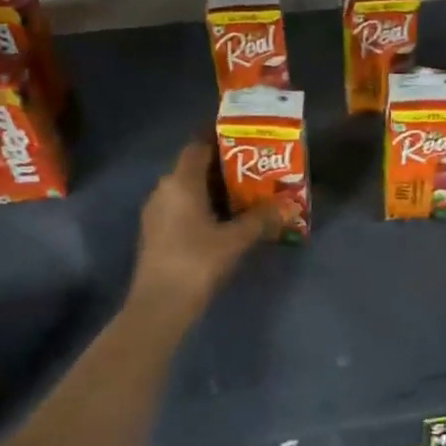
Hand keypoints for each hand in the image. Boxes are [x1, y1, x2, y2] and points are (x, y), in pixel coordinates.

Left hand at [129, 139, 275, 323]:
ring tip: (245, 194)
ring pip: (187, 190)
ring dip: (213, 190)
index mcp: (180, 183)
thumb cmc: (197, 262)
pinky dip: (202, 207)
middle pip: (194, 168)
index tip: (245, 140)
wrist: (159, 306)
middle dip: (223, 167)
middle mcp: (164, 190)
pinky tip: (224, 221)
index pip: (198, 147)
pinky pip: (182, 208)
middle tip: (254, 169)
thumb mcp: (235, 240)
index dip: (219, 139)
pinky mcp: (156, 234)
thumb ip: (261, 219)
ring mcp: (156, 213)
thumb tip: (289, 205)